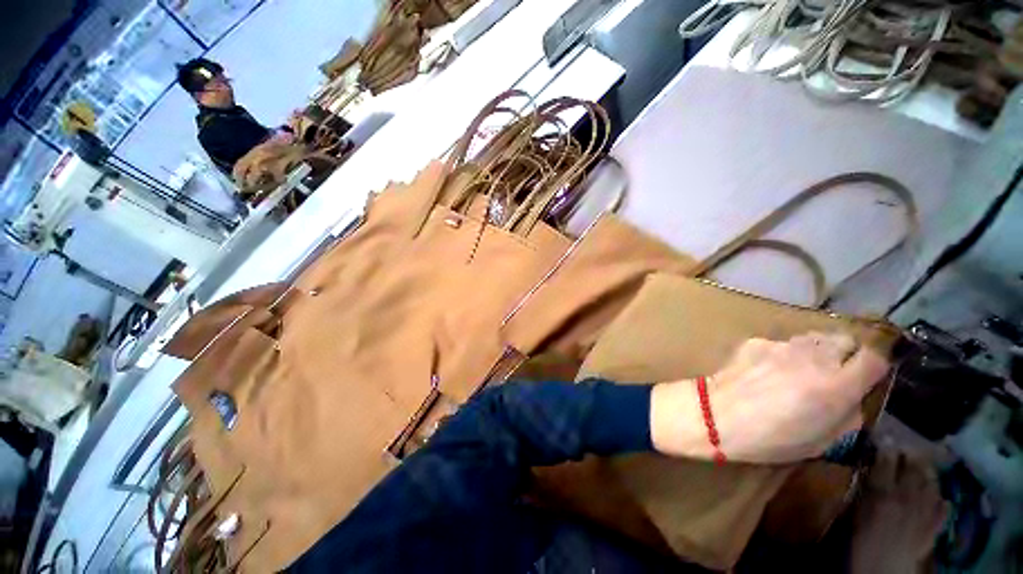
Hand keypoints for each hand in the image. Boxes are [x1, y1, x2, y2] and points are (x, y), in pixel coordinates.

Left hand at [651, 332, 889, 463]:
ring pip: (813, 337)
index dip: (875, 365)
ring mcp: (782, 346)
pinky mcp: (757, 341)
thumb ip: (847, 417)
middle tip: (833, 373)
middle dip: (845, 354)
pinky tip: (766, 370)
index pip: (875, 358)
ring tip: (800, 371)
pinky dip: (782, 353)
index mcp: (837, 385)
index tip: (867, 376)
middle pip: (844, 340)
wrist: (716, 415)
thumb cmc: (770, 439)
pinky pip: (781, 343)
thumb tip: (853, 399)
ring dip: (815, 351)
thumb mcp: (822, 443)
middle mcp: (814, 358)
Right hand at [850, 446, 946, 573]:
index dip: (886, 447)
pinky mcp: (936, 525)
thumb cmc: (861, 540)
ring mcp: (926, 510)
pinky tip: (938, 496)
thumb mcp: (855, 513)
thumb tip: (867, 470)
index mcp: (885, 491)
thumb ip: (864, 490)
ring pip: (933, 483)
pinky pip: (943, 506)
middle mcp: (909, 495)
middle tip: (906, 447)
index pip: (887, 460)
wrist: (884, 569)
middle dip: (911, 455)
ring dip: (928, 472)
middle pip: (915, 468)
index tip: (883, 437)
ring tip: (923, 465)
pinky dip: (940, 498)